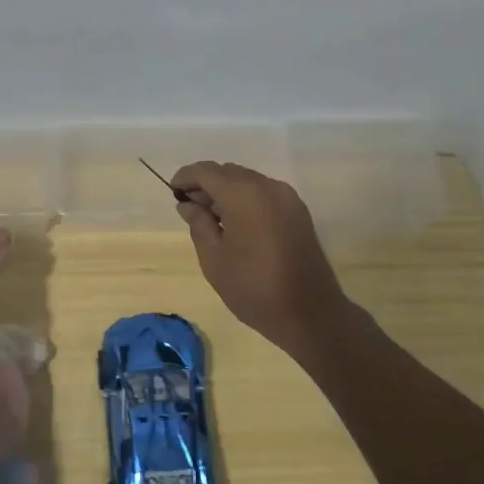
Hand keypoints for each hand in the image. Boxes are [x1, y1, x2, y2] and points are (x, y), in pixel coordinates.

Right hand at [171, 162, 355, 355]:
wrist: (310, 313)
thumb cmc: (254, 288)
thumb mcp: (214, 259)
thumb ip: (198, 224)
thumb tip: (188, 204)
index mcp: (243, 194)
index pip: (206, 171)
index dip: (186, 176)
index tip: (173, 191)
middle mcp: (268, 186)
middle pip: (229, 172)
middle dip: (207, 183)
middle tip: (191, 208)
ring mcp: (287, 197)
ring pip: (248, 181)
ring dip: (227, 191)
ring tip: (212, 218)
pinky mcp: (298, 211)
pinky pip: (265, 193)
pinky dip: (246, 198)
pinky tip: (237, 223)